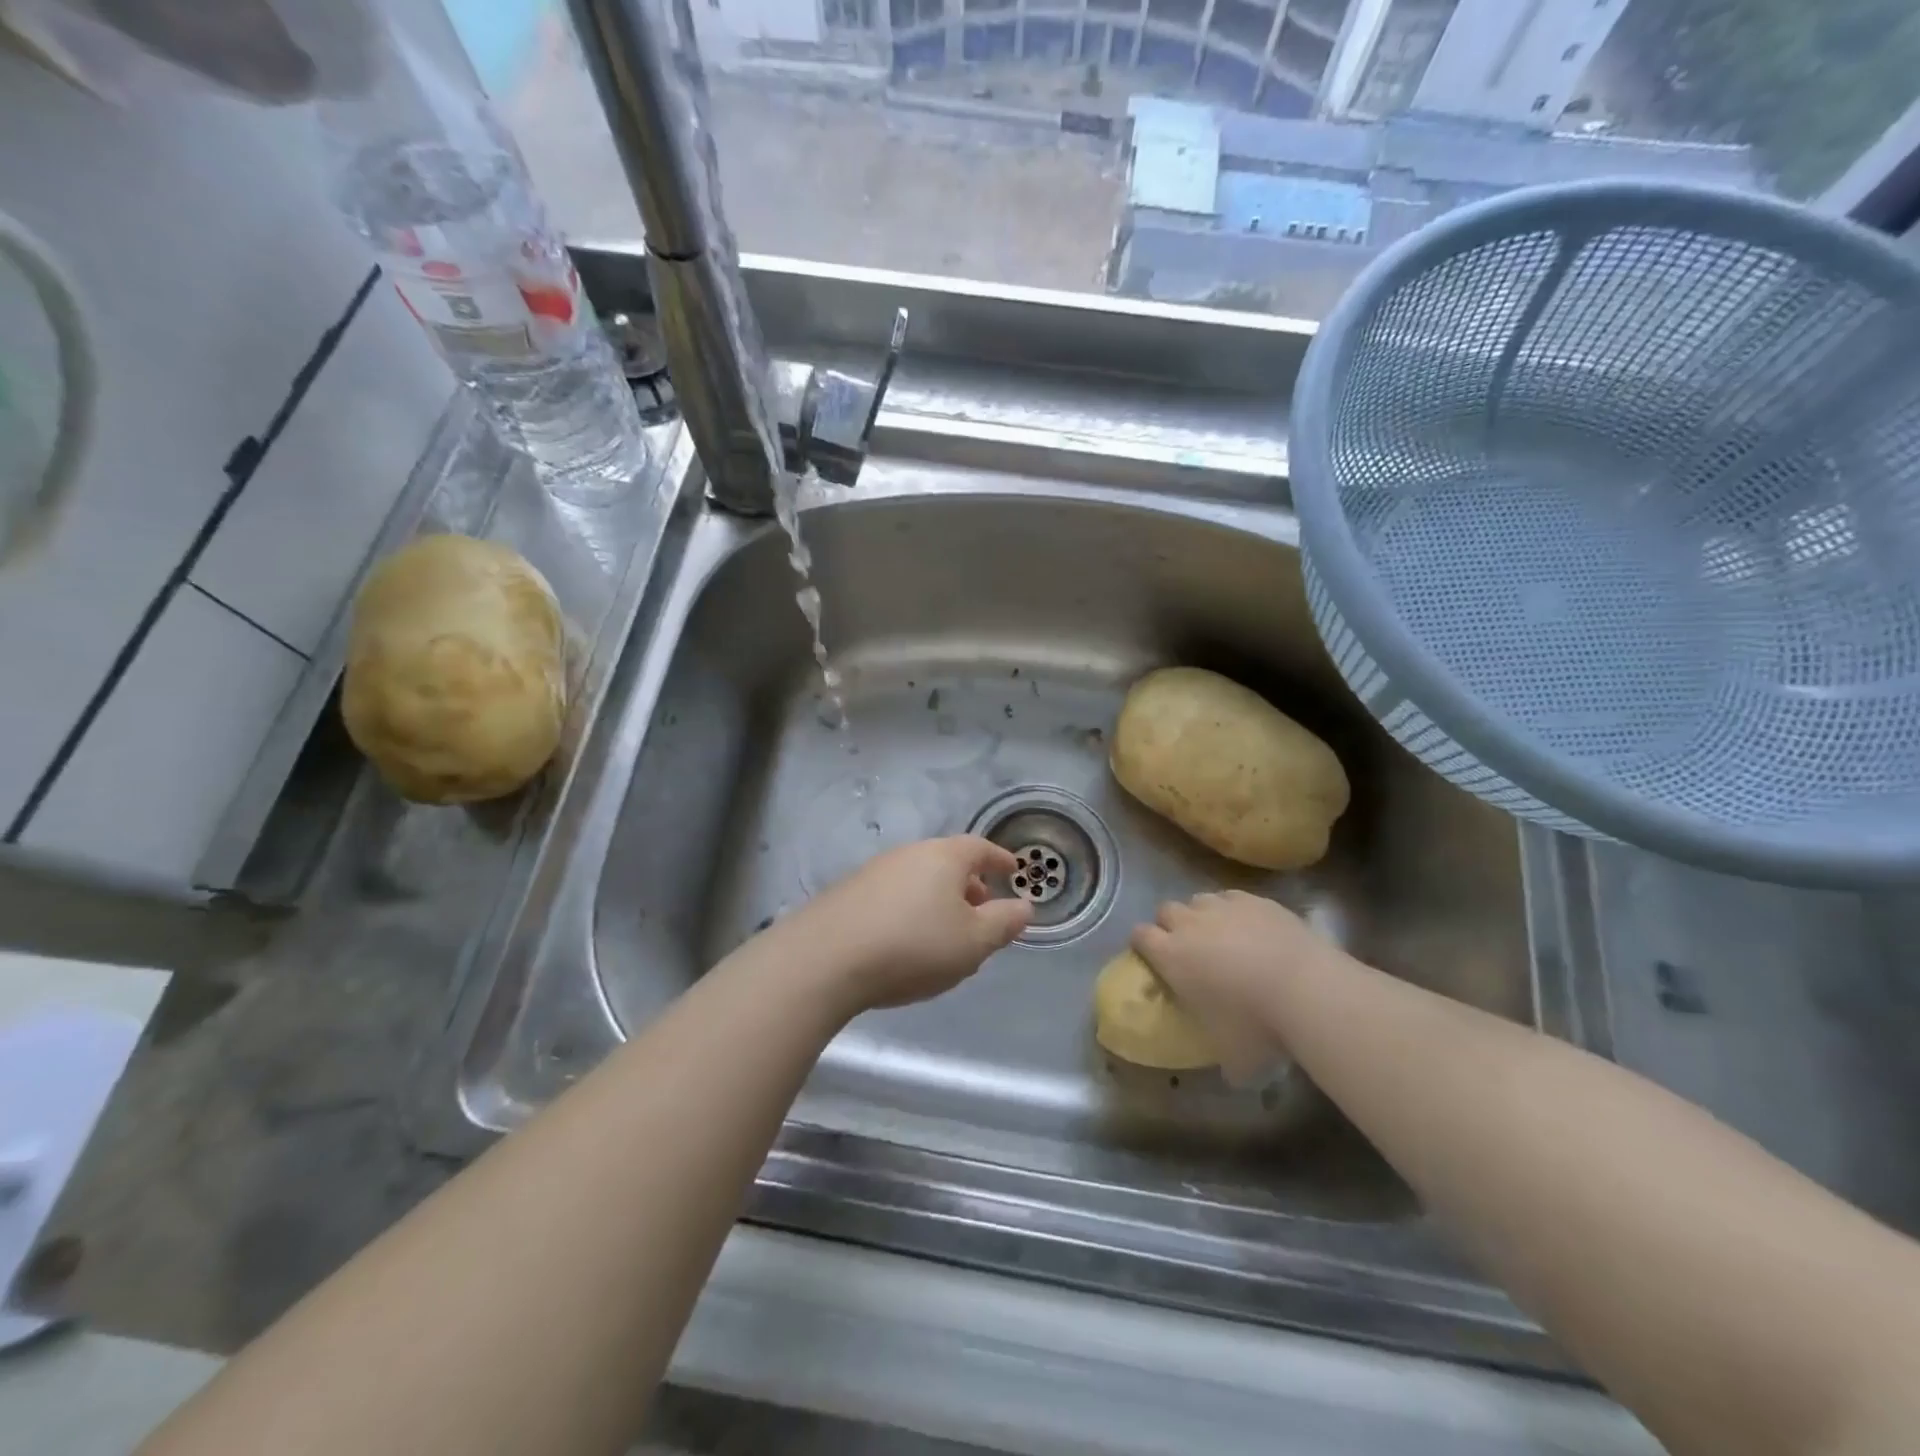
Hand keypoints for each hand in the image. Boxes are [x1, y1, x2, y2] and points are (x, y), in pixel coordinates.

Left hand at [786, 836, 1031, 1012]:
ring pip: (918, 878)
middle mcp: (908, 854)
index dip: (999, 859)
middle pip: (946, 861)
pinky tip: (905, 939)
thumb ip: (1003, 923)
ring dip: (937, 898)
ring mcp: (874, 871)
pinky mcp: (847, 893)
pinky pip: (893, 894)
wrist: (825, 959)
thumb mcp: (973, 942)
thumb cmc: (913, 946)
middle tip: (982, 907)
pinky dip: (910, 909)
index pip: (979, 848)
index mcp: (943, 857)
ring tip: (945, 930)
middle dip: (968, 883)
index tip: (1013, 869)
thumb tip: (1025, 906)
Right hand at [1130, 890, 1339, 1081]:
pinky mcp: (1256, 900)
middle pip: (1166, 910)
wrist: (1307, 989)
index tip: (1153, 959)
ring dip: (1202, 915)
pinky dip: (1235, 910)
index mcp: (1171, 956)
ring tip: (1222, 936)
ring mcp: (1224, 907)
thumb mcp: (1234, 1058)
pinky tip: (1252, 928)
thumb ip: (1224, 1061)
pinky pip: (1233, 897)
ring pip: (1199, 900)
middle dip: (1171, 925)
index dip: (1143, 945)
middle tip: (1189, 949)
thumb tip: (1232, 1073)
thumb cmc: (1257, 1025)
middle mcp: (1190, 924)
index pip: (1139, 935)